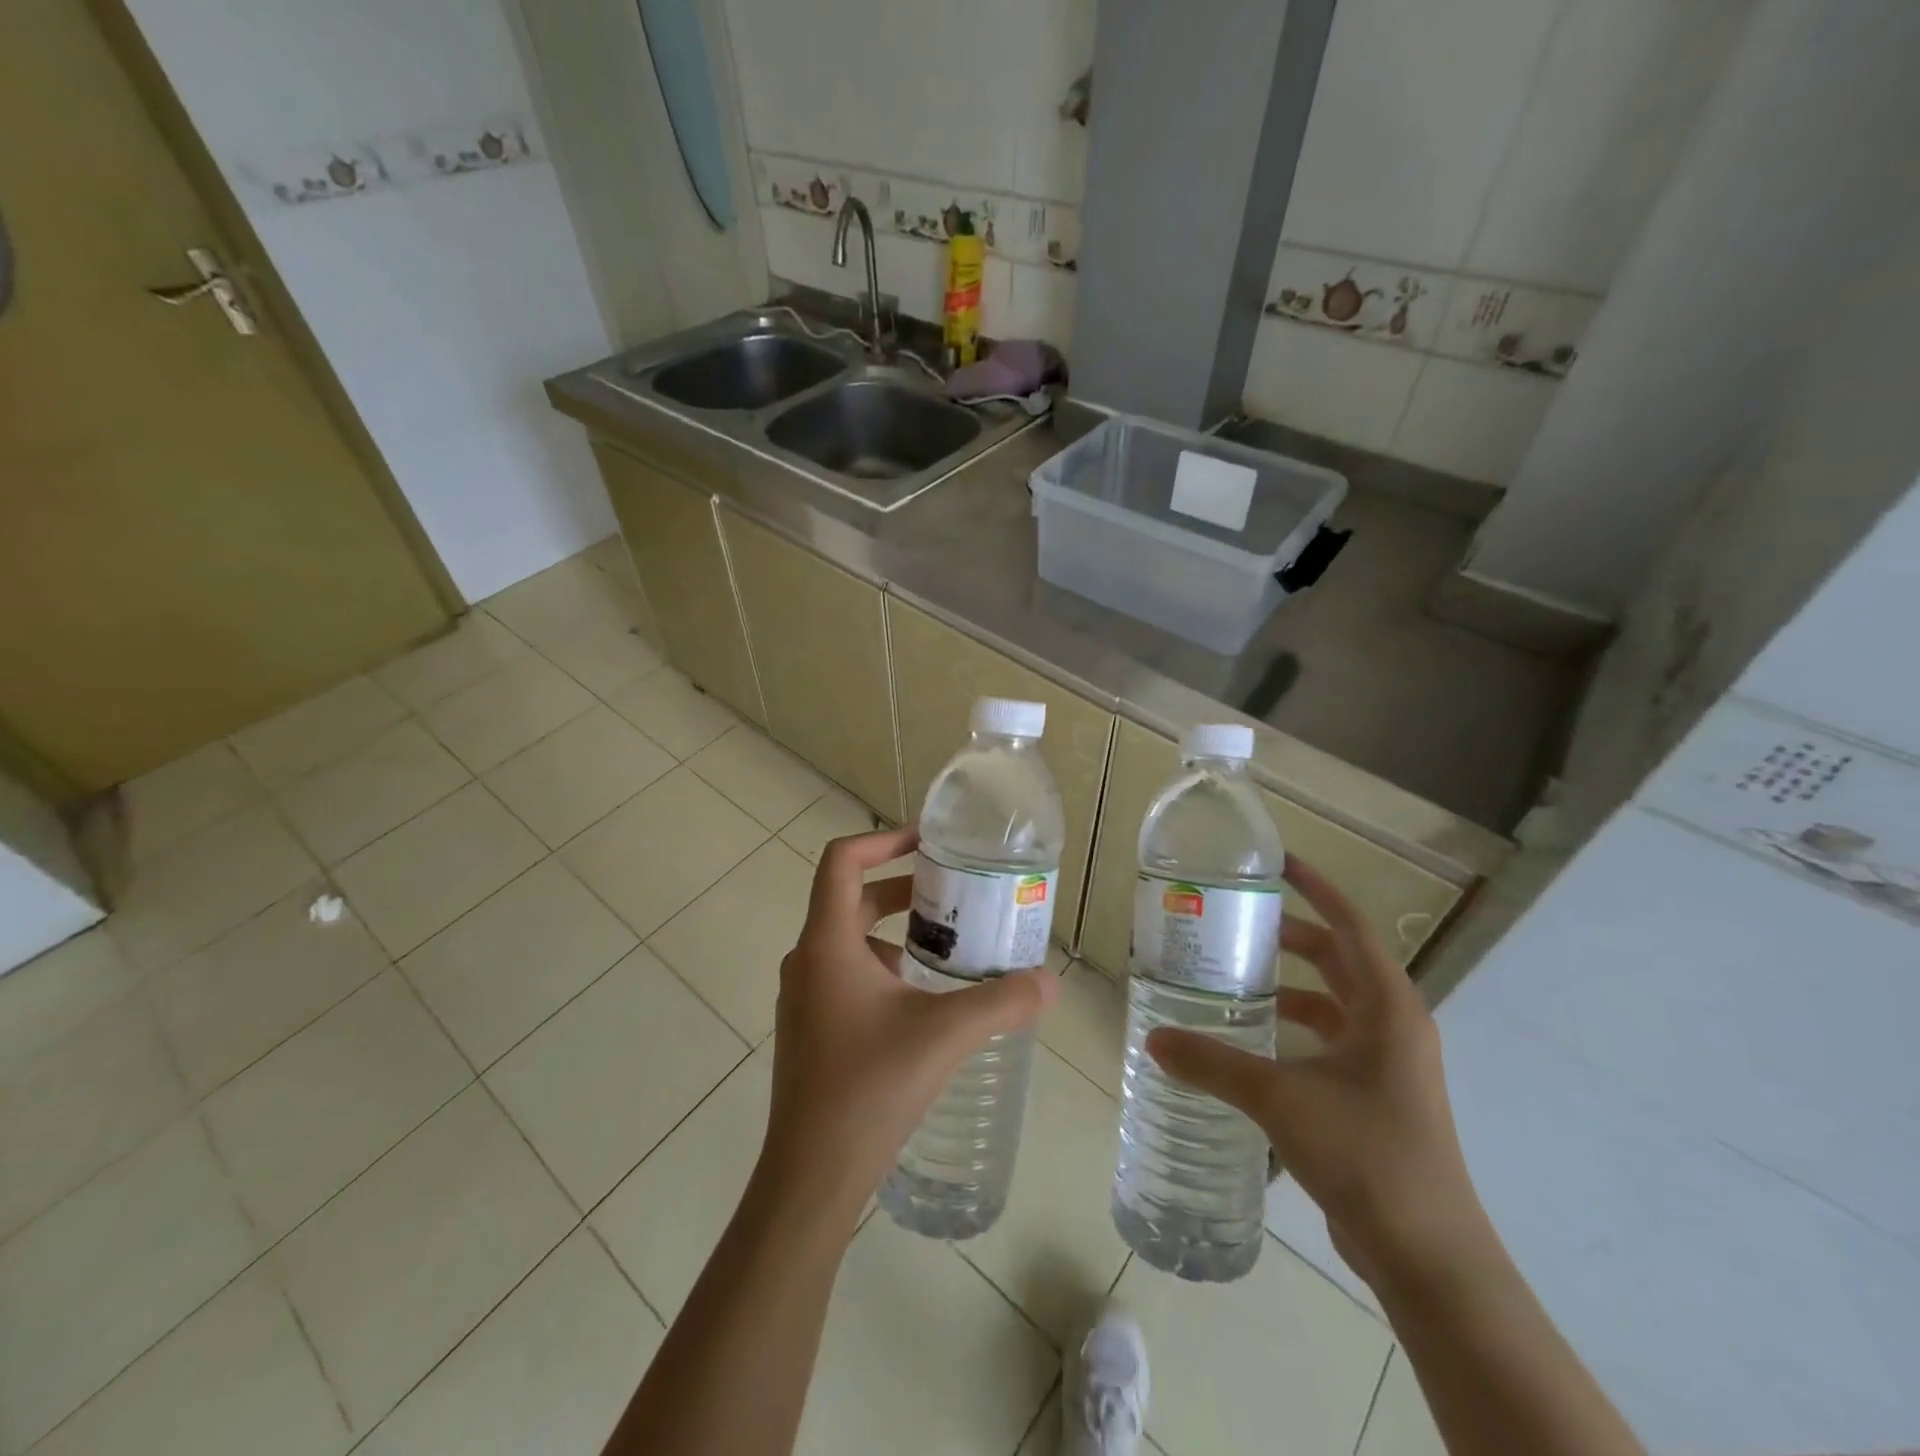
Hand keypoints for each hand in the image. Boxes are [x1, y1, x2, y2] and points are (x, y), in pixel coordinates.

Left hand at [757, 824, 1058, 1228]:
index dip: (882, 839)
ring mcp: (803, 997)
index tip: (927, 840)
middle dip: (901, 887)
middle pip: (850, 898)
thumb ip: (1001, 1002)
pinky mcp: (810, 1028)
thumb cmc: (869, 1088)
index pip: (841, 860)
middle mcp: (807, 960)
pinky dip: (883, 968)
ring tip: (946, 946)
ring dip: (894, 931)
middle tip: (952, 892)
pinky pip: (846, 975)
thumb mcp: (944, 1035)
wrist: (810, 1176)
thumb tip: (1050, 983)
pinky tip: (922, 1001)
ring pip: (849, 940)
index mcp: (827, 944)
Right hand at [1146, 855, 1486, 1287]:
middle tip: (1238, 922)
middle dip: (1293, 936)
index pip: (1350, 926)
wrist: (1429, 1258)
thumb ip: (1214, 1063)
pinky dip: (1295, 1030)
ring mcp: (1387, 1065)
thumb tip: (1154, 1039)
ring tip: (1237, 978)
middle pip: (1340, 960)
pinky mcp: (1375, 1098)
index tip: (1277, 863)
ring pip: (1334, 1004)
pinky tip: (1254, 1043)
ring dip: (1291, 986)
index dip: (1316, 888)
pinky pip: (1330, 1042)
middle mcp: (1393, 1027)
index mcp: (1387, 1008)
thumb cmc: (1366, 1156)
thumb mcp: (1280, 1100)